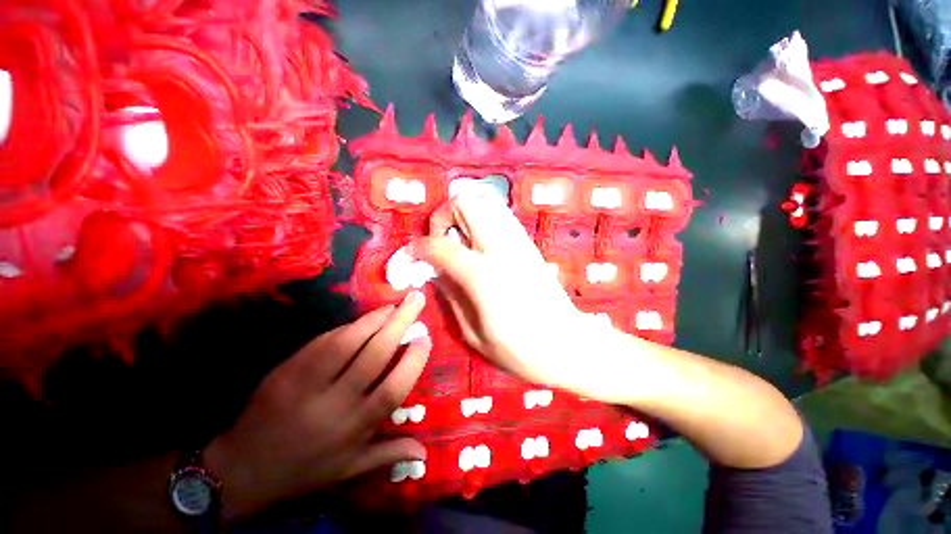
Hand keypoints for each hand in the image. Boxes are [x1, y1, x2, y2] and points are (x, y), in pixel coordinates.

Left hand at [203, 292, 430, 519]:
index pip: (393, 389)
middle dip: (399, 323)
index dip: (412, 360)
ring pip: (348, 342)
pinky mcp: (288, 369)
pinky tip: (362, 319)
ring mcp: (309, 383)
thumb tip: (425, 452)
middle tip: (416, 300)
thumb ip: (388, 454)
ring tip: (392, 305)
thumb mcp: (349, 469)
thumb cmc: (305, 469)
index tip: (425, 338)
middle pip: (375, 355)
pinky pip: (323, 342)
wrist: (244, 468)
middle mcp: (336, 402)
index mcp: (356, 427)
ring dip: (374, 319)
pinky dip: (347, 327)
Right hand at [410, 191, 595, 389]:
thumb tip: (436, 273)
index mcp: (482, 275)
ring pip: (485, 203)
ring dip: (465, 215)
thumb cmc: (520, 350)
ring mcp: (518, 242)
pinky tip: (481, 246)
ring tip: (460, 243)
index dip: (417, 248)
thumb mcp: (473, 334)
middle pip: (465, 203)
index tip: (411, 257)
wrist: (568, 345)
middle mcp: (500, 248)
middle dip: (444, 216)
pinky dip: (484, 221)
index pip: (439, 246)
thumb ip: (450, 297)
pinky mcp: (529, 244)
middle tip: (441, 242)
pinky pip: (500, 217)